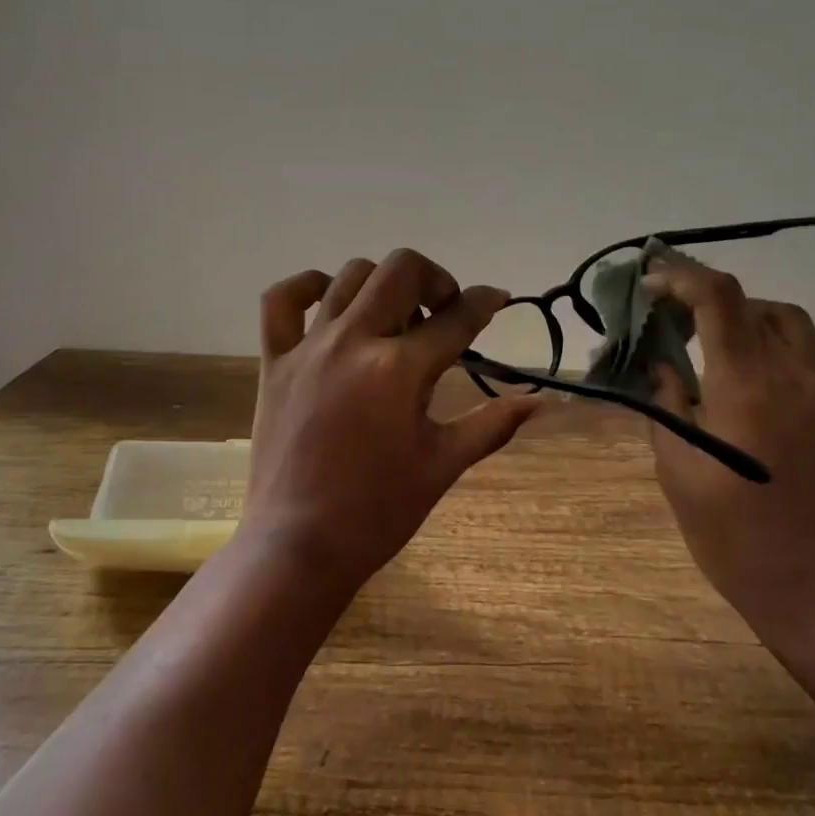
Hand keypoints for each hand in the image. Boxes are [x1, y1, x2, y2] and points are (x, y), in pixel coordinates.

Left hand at [242, 249, 539, 594]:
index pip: (456, 319)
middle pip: (402, 270)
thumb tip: (539, 401)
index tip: (498, 298)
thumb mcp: (443, 466)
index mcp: (400, 370)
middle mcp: (354, 342)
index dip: (485, 302)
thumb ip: (492, 425)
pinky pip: (281, 300)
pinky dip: (307, 286)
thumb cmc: (378, 511)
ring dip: (383, 283)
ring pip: (350, 275)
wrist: (299, 545)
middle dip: (435, 279)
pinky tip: (330, 299)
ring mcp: (308, 348)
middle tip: (444, 312)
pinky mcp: (275, 361)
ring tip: (395, 315)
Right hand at [646, 255, 814, 638]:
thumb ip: (667, 405)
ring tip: (707, 340)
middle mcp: (792, 377)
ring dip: (744, 315)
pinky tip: (740, 377)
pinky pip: (803, 354)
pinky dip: (767, 343)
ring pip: (787, 322)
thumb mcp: (678, 470)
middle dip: (708, 295)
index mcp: (746, 387)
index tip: (650, 284)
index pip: (719, 299)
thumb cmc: (731, 536)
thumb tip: (661, 366)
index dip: (681, 278)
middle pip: (754, 302)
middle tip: (671, 314)